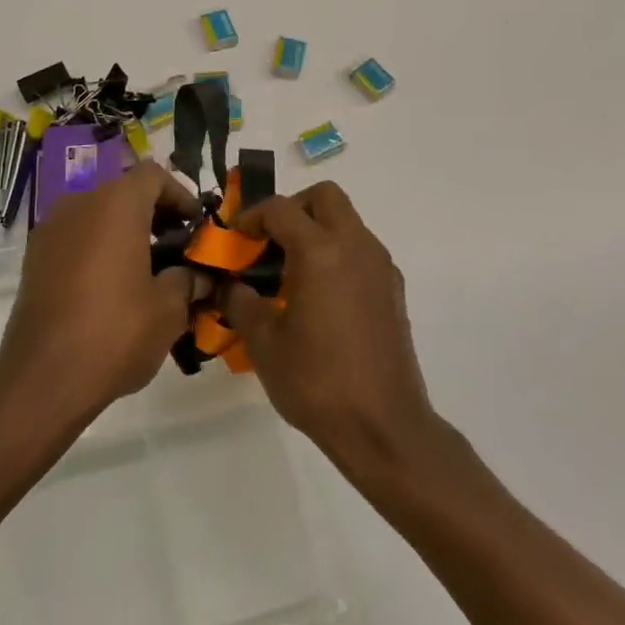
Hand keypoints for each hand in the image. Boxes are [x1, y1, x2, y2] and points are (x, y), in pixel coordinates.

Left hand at [0, 161, 200, 428]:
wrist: (42, 379)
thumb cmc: (115, 332)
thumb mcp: (169, 309)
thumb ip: (188, 280)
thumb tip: (199, 276)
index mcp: (115, 204)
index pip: (153, 175)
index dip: (180, 195)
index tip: (196, 227)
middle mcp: (79, 203)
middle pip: (125, 193)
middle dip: (155, 216)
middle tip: (178, 252)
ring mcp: (51, 229)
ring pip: (98, 215)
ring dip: (126, 233)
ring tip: (148, 273)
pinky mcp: (34, 258)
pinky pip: (76, 238)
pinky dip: (99, 249)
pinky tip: (113, 288)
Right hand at [227, 182, 442, 476]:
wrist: (384, 427)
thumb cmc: (317, 382)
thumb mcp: (264, 343)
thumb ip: (241, 302)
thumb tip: (231, 285)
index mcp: (320, 251)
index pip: (281, 209)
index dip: (252, 216)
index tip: (235, 238)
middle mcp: (356, 245)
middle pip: (325, 197)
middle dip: (293, 209)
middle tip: (270, 242)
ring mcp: (380, 266)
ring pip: (347, 221)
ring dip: (317, 231)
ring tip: (291, 273)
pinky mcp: (393, 288)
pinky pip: (361, 250)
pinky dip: (337, 254)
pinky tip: (320, 297)